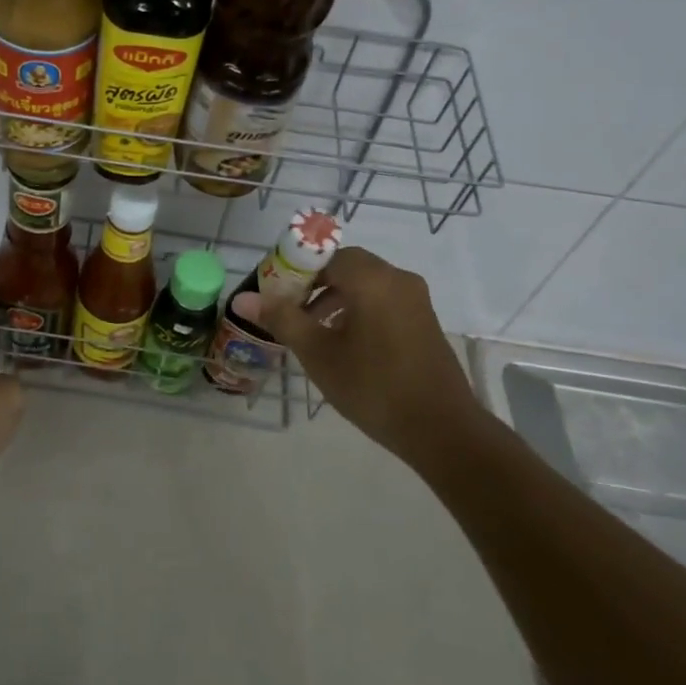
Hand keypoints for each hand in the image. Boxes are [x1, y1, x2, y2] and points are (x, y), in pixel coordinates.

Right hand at [234, 247, 477, 454]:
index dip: (294, 269)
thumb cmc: (374, 387)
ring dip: (334, 297)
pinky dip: (358, 308)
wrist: (442, 430)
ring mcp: (415, 299)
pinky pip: (382, 299)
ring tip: (311, 330)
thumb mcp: (319, 354)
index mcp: (371, 279)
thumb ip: (282, 319)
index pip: (323, 254)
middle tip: (289, 310)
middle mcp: (396, 278)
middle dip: (313, 283)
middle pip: (345, 266)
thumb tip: (243, 299)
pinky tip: (344, 342)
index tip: (274, 293)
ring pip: (364, 283)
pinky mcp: (423, 320)